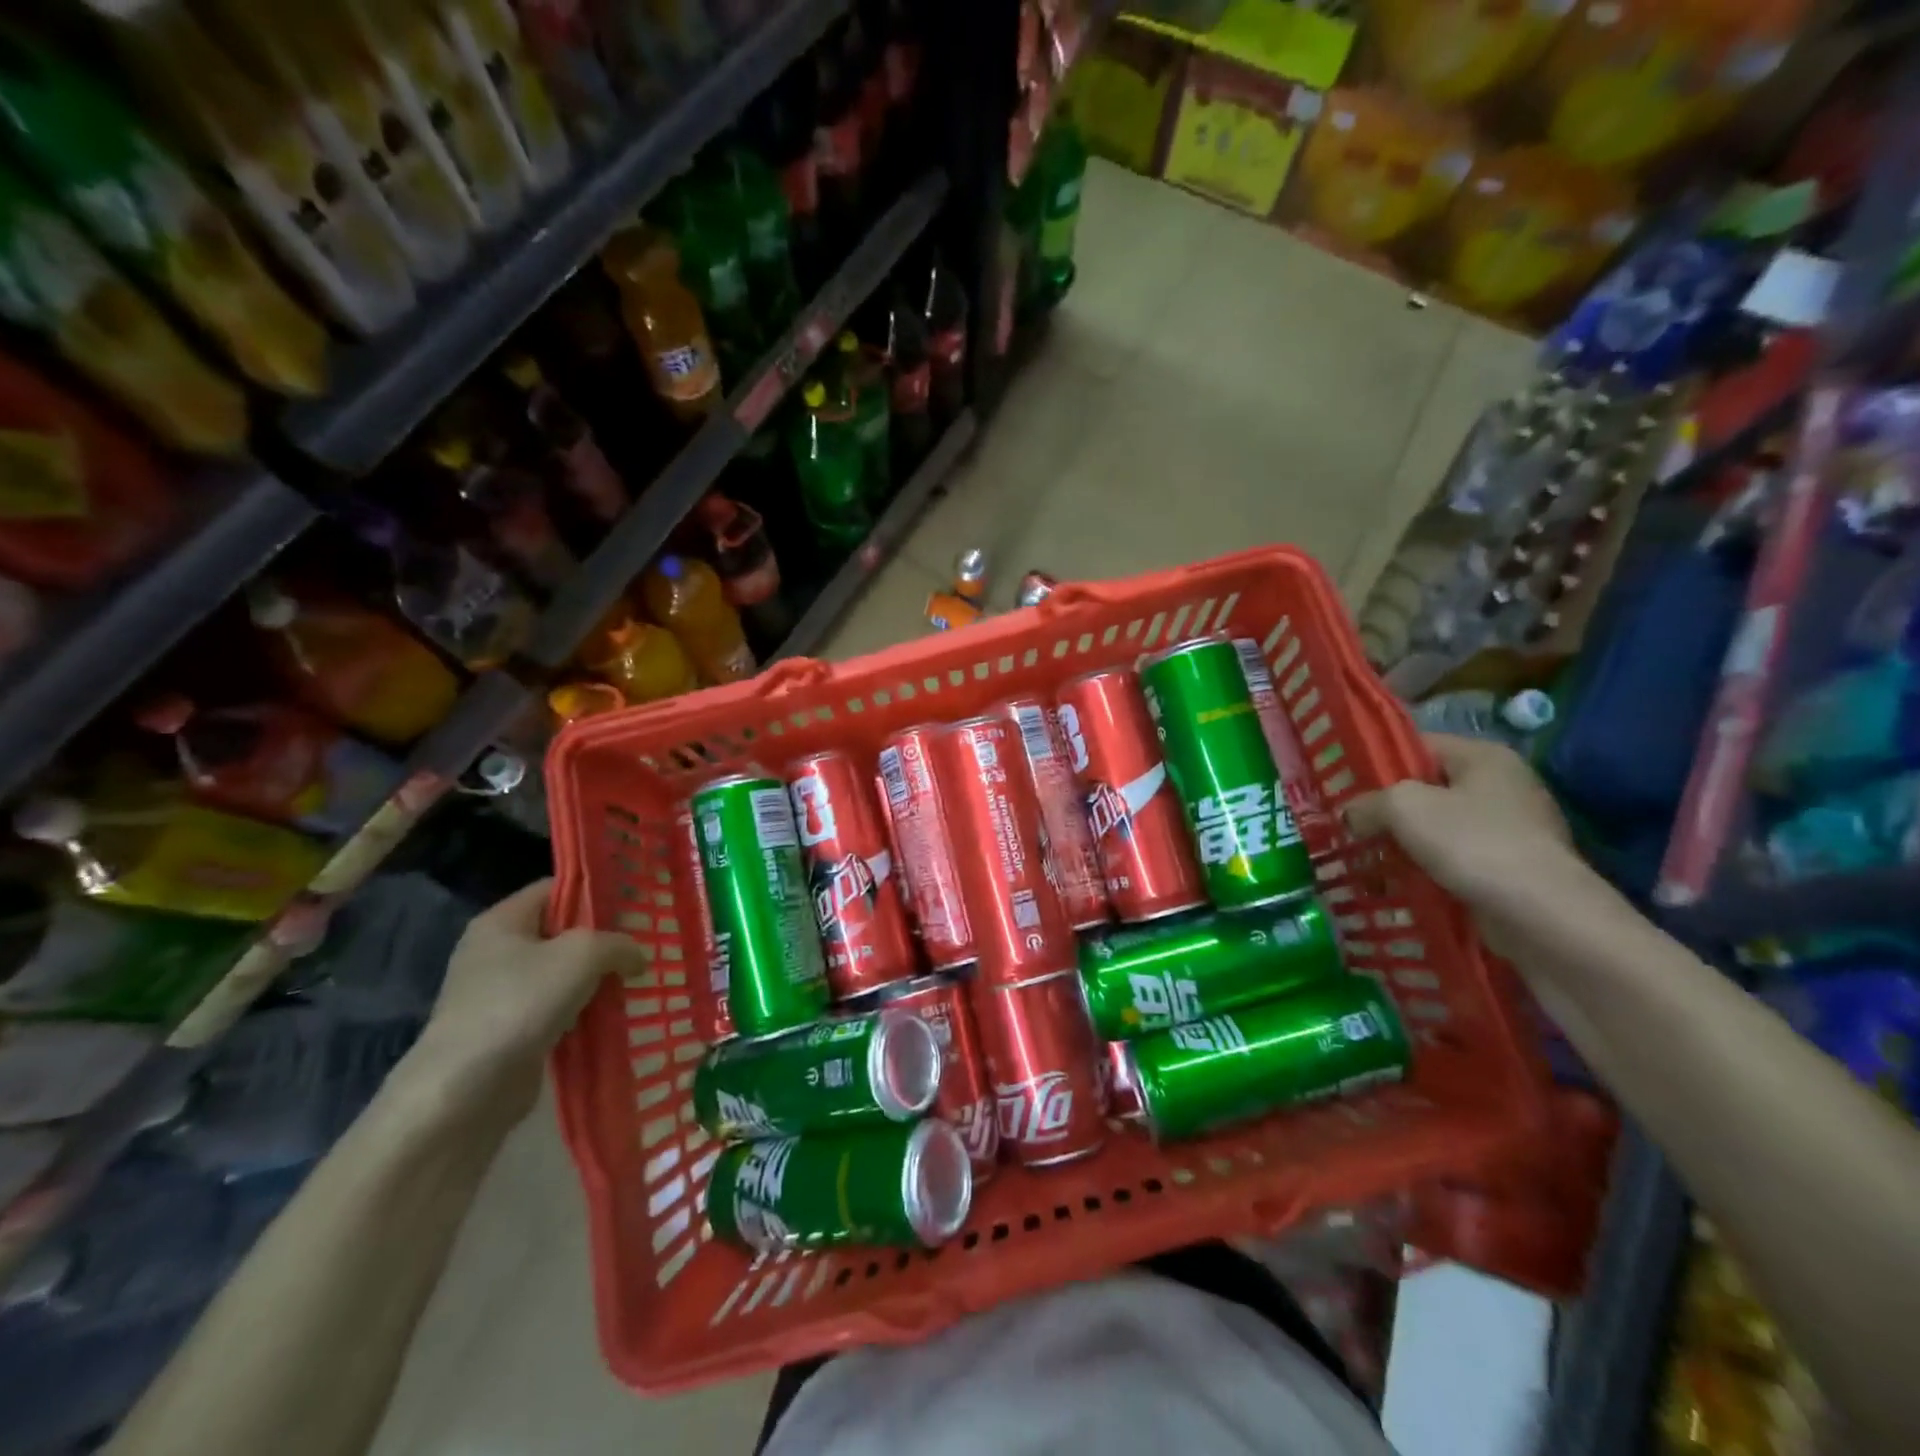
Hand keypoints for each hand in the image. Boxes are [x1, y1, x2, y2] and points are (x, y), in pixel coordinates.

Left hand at [404, 879, 642, 1124]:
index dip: (595, 891)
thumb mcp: (582, 954)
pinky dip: (583, 1011)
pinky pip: (556, 1009)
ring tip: (637, 980)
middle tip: (645, 944)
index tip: (635, 904)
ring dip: (597, 979)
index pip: (556, 888)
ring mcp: (499, 993)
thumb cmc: (520, 1002)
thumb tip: (637, 957)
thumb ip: (618, 944)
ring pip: (562, 974)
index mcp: (502, 921)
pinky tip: (613, 1015)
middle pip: (561, 931)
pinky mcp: (509, 1031)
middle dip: (603, 939)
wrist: (465, 1090)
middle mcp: (496, 951)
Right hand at [1343, 734, 1585, 955]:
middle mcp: (1503, 786)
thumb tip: (1351, 815)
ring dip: (1402, 845)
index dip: (1377, 763)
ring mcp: (1512, 830)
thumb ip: (1368, 802)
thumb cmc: (1475, 845)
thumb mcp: (1405, 808)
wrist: (1546, 919)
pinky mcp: (1511, 870)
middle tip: (1347, 827)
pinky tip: (1398, 886)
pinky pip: (1454, 862)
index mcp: (1484, 757)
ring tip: (1365, 860)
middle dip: (1386, 810)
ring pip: (1438, 829)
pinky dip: (1426, 871)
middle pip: (1426, 789)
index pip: (1418, 745)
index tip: (1342, 787)